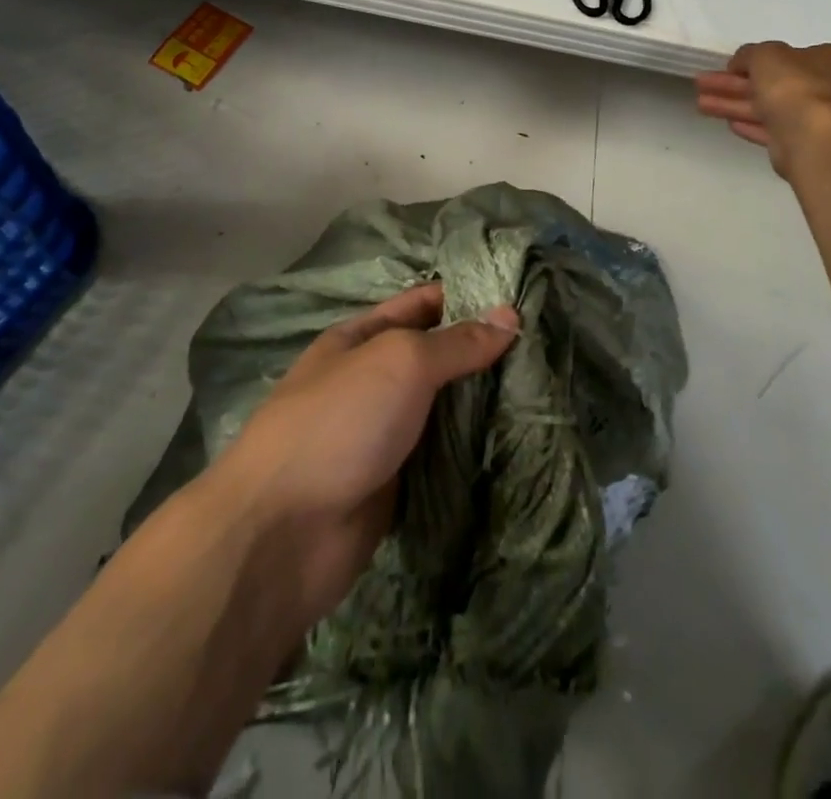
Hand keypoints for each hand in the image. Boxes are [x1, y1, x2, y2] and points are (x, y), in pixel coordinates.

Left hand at [214, 283, 518, 628]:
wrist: (283, 534)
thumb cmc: (340, 423)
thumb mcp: (400, 362)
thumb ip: (456, 342)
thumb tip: (510, 316)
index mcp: (363, 337)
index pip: (424, 303)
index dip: (468, 296)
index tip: (523, 298)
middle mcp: (374, 380)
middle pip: (438, 356)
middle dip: (484, 352)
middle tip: (546, 346)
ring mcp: (385, 433)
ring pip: (445, 407)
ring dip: (485, 402)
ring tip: (546, 389)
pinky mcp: (397, 483)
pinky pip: (443, 455)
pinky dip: (474, 449)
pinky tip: (519, 440)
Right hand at [694, 41, 830, 175]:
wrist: (812, 137)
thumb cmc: (795, 85)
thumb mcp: (765, 54)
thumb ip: (749, 54)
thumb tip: (740, 63)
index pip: (789, 56)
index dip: (755, 60)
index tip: (729, 66)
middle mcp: (829, 88)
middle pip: (773, 83)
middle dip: (734, 84)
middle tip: (703, 83)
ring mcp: (816, 119)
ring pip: (768, 107)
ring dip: (734, 104)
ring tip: (700, 104)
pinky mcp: (803, 144)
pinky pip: (771, 130)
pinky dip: (750, 124)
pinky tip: (728, 123)